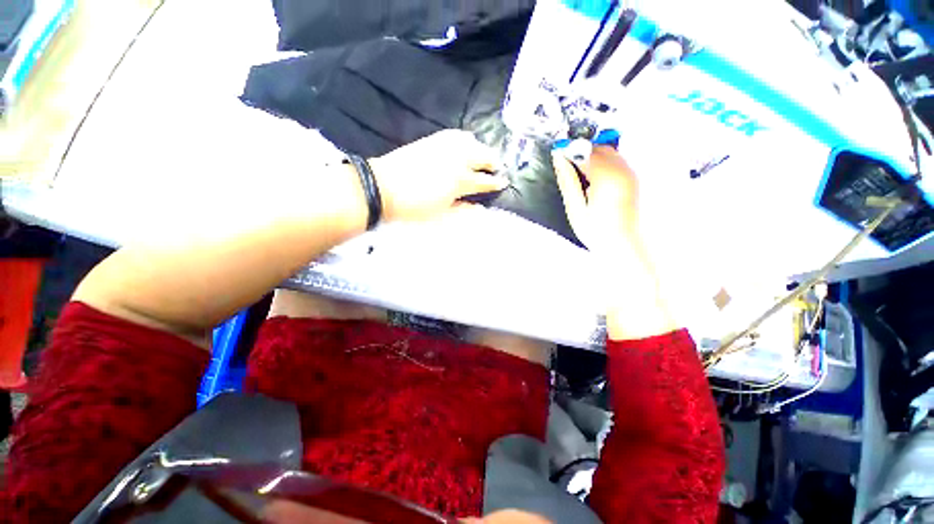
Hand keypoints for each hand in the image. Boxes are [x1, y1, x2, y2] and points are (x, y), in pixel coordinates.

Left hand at [370, 130, 508, 221]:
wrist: (383, 188)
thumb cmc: (414, 207)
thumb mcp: (441, 215)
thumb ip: (463, 210)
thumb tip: (480, 207)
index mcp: (460, 181)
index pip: (484, 181)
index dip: (495, 183)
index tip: (504, 182)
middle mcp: (457, 159)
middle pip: (482, 156)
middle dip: (493, 161)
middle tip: (498, 166)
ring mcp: (444, 147)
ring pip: (471, 142)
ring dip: (481, 148)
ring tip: (484, 154)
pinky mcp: (432, 140)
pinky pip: (454, 135)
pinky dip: (464, 138)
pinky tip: (466, 141)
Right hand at [552, 146, 640, 255]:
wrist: (623, 245)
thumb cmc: (595, 231)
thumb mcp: (575, 208)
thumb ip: (567, 181)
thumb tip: (558, 159)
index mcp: (606, 177)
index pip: (585, 152)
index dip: (569, 150)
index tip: (556, 152)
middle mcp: (621, 170)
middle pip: (598, 148)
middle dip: (581, 152)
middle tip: (566, 165)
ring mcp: (629, 173)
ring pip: (608, 152)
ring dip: (592, 156)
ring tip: (578, 173)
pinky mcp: (632, 178)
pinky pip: (616, 160)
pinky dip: (602, 162)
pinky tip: (593, 178)